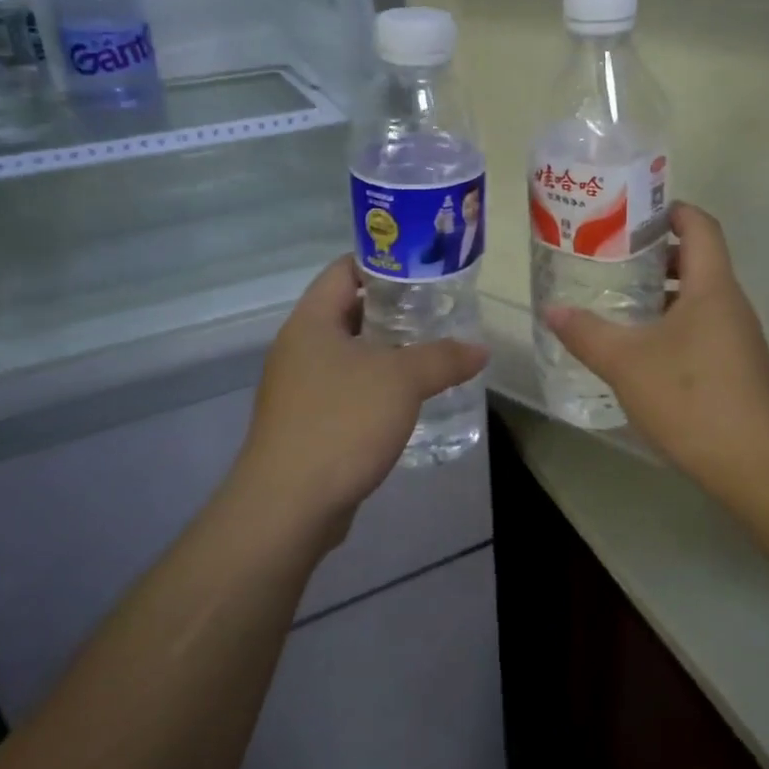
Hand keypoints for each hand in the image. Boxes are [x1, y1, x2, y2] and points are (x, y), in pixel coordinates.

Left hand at [233, 256, 487, 544]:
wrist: (288, 506)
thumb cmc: (341, 423)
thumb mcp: (402, 381)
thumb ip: (444, 358)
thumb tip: (480, 349)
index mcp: (311, 322)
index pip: (344, 269)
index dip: (384, 261)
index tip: (424, 268)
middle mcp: (299, 348)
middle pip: (350, 310)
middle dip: (395, 309)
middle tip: (439, 310)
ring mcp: (299, 388)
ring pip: (350, 353)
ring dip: (388, 351)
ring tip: (433, 351)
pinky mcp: (307, 423)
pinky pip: (347, 389)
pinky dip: (377, 386)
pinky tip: (409, 398)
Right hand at [546, 204, 768, 487]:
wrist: (753, 463)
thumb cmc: (691, 397)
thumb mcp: (626, 362)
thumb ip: (586, 332)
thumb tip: (551, 309)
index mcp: (712, 286)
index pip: (700, 226)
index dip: (671, 211)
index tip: (632, 213)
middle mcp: (730, 304)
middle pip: (698, 260)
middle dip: (656, 254)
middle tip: (612, 257)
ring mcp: (737, 337)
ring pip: (699, 297)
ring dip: (662, 292)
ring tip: (619, 299)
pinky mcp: (736, 367)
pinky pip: (702, 327)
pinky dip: (672, 323)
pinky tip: (641, 347)